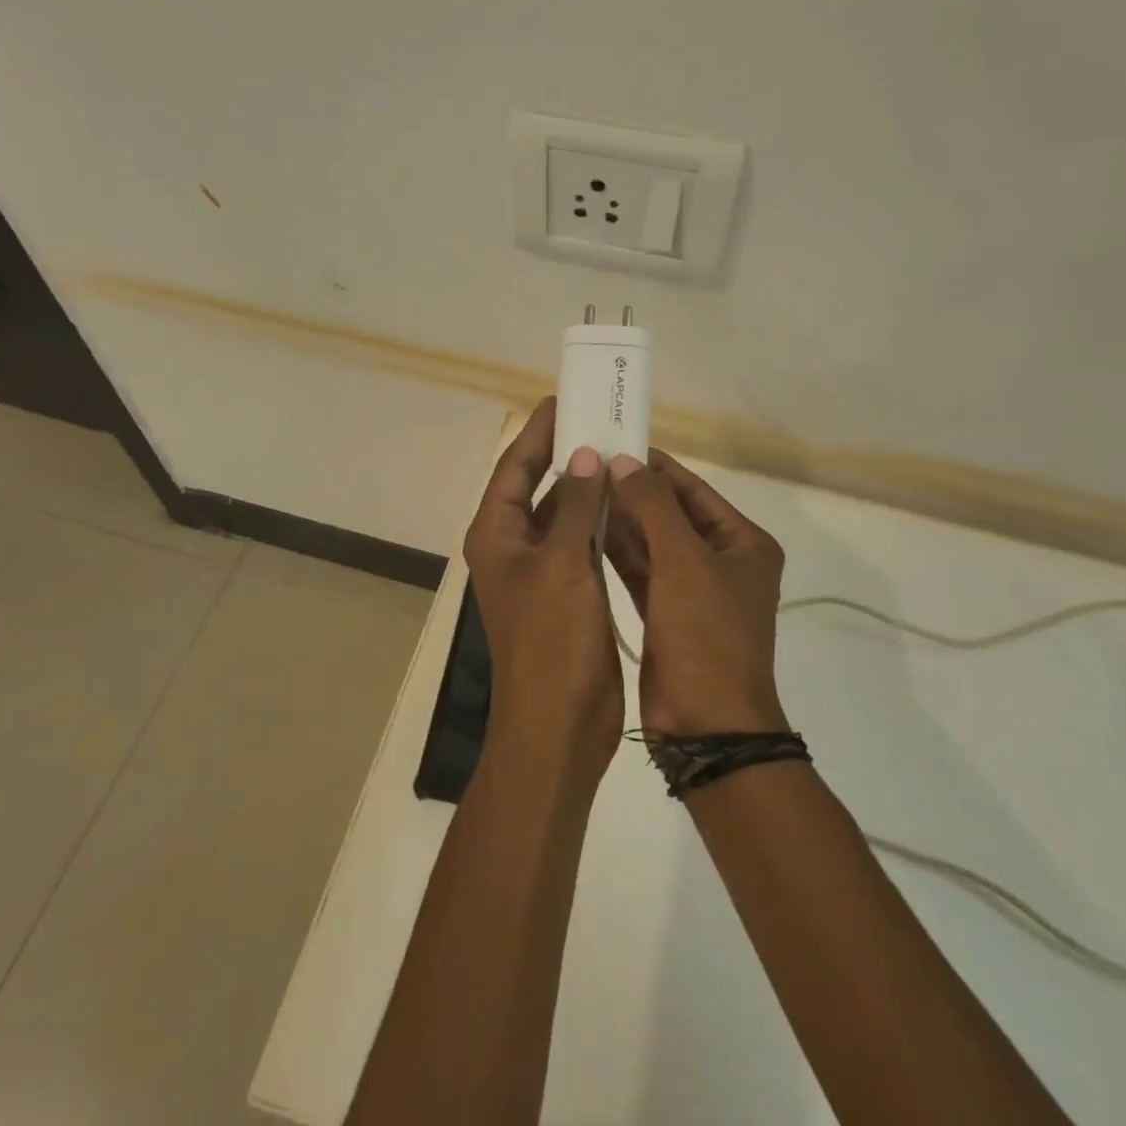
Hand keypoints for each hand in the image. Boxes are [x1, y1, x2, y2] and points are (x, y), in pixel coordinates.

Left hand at [463, 399, 624, 788]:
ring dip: (588, 486)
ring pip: (564, 514)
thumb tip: (584, 456)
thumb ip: (575, 506)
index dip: (536, 433)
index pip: (513, 468)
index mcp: (496, 535)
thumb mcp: (563, 565)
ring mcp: (542, 571)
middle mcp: (514, 547)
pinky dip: (602, 520)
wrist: (559, 726)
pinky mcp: (570, 592)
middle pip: (537, 487)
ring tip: (621, 451)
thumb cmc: (552, 642)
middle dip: (566, 454)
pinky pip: (584, 542)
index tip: (562, 399)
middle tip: (601, 419)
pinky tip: (629, 501)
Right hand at [604, 451, 789, 736]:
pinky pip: (640, 573)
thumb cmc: (706, 636)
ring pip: (652, 544)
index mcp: (743, 544)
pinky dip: (617, 554)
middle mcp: (722, 562)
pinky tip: (584, 532)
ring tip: (577, 492)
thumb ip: (653, 506)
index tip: (612, 445)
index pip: (693, 490)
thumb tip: (625, 462)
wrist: (707, 728)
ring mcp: (693, 592)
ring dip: (620, 521)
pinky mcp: (667, 616)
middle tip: (584, 467)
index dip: (654, 467)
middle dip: (631, 493)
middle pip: (670, 515)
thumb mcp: (683, 562)